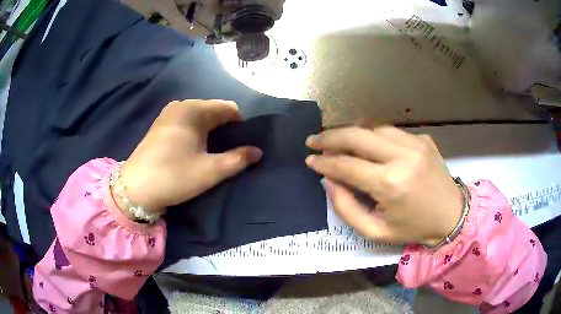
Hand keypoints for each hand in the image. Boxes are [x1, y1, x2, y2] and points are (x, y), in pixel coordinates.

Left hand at [117, 100, 261, 213]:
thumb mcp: (210, 171)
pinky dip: (197, 132)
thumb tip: (258, 151)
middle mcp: (181, 105)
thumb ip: (238, 159)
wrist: (135, 188)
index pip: (228, 108)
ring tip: (214, 152)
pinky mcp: (161, 125)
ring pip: (200, 117)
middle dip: (226, 128)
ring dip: (211, 132)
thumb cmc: (173, 176)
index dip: (241, 124)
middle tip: (231, 151)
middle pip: (214, 111)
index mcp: (193, 109)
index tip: (244, 143)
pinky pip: (187, 122)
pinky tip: (196, 149)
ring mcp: (168, 114)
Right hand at [305, 126, 462, 246]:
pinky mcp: (423, 139)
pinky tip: (369, 145)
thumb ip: (346, 208)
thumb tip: (329, 181)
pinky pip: (391, 131)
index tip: (309, 160)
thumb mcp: (375, 231)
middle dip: (330, 137)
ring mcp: (415, 143)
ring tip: (339, 143)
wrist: (451, 216)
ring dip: (352, 134)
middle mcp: (402, 157)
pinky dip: (374, 136)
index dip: (324, 162)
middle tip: (313, 140)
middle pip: (356, 136)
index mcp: (390, 184)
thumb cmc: (413, 228)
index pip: (346, 166)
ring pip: (373, 128)